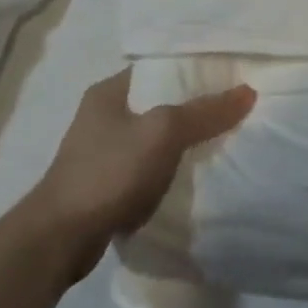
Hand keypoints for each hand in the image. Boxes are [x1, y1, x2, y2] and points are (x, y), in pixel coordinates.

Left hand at [20, 68, 255, 269]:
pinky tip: (194, 175)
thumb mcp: (163, 133)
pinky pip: (148, 166)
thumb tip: (248, 92)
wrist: (59, 240)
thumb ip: (205, 111)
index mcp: (109, 91)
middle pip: (161, 101)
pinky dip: (170, 169)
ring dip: (183, 141)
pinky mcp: (106, 184)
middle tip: (234, 108)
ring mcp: (102, 151)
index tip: (230, 74)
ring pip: (156, 136)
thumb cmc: (109, 172)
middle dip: (195, 106)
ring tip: (223, 139)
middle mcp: (103, 115)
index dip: (195, 68)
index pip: (161, 67)